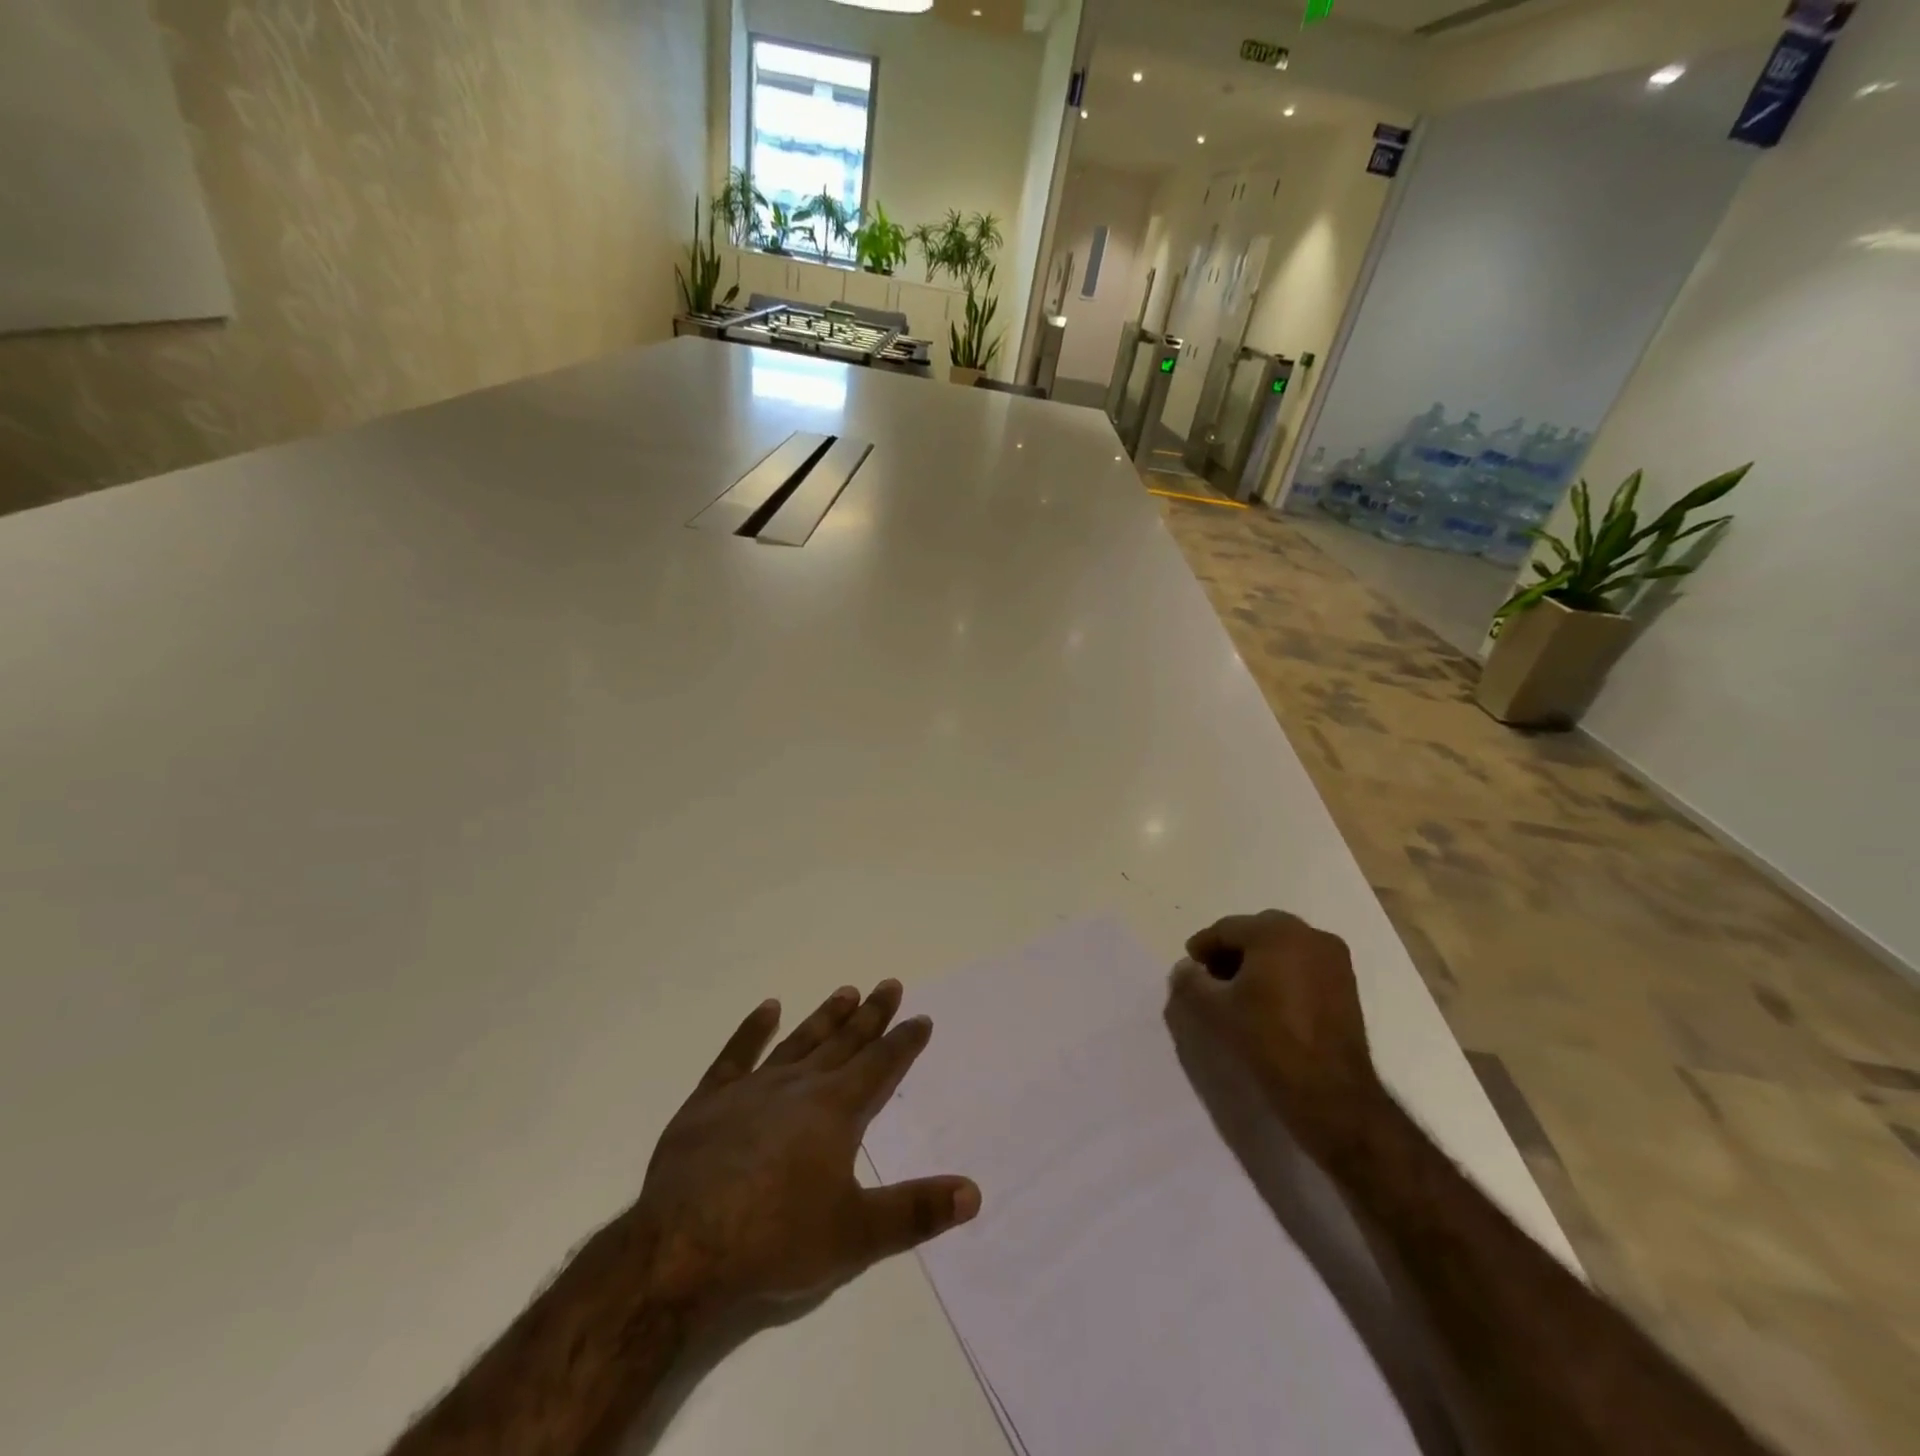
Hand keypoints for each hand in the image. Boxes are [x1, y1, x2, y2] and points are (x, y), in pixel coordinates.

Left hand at [631, 980, 979, 1320]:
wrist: (681, 1249)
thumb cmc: (775, 1240)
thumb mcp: (856, 1236)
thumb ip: (916, 1212)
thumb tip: (974, 1192)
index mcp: (836, 1111)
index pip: (881, 1066)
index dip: (904, 1042)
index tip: (920, 1017)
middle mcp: (799, 1086)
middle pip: (844, 1042)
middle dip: (871, 1015)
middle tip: (889, 983)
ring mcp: (752, 1089)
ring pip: (799, 1041)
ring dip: (825, 1016)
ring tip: (846, 991)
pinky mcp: (710, 1101)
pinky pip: (736, 1055)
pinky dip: (752, 1030)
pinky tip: (767, 1008)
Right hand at [1166, 910, 1385, 1161]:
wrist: (1330, 1092)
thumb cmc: (1267, 1039)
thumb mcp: (1214, 1010)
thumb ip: (1190, 981)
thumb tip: (1186, 968)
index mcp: (1276, 932)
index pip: (1227, 928)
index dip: (1203, 946)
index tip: (1189, 966)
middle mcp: (1310, 935)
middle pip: (1257, 932)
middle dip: (1232, 950)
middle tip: (1211, 977)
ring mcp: (1334, 959)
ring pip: (1283, 947)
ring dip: (1258, 961)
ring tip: (1239, 991)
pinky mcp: (1348, 985)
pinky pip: (1304, 965)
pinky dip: (1282, 973)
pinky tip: (1268, 1000)